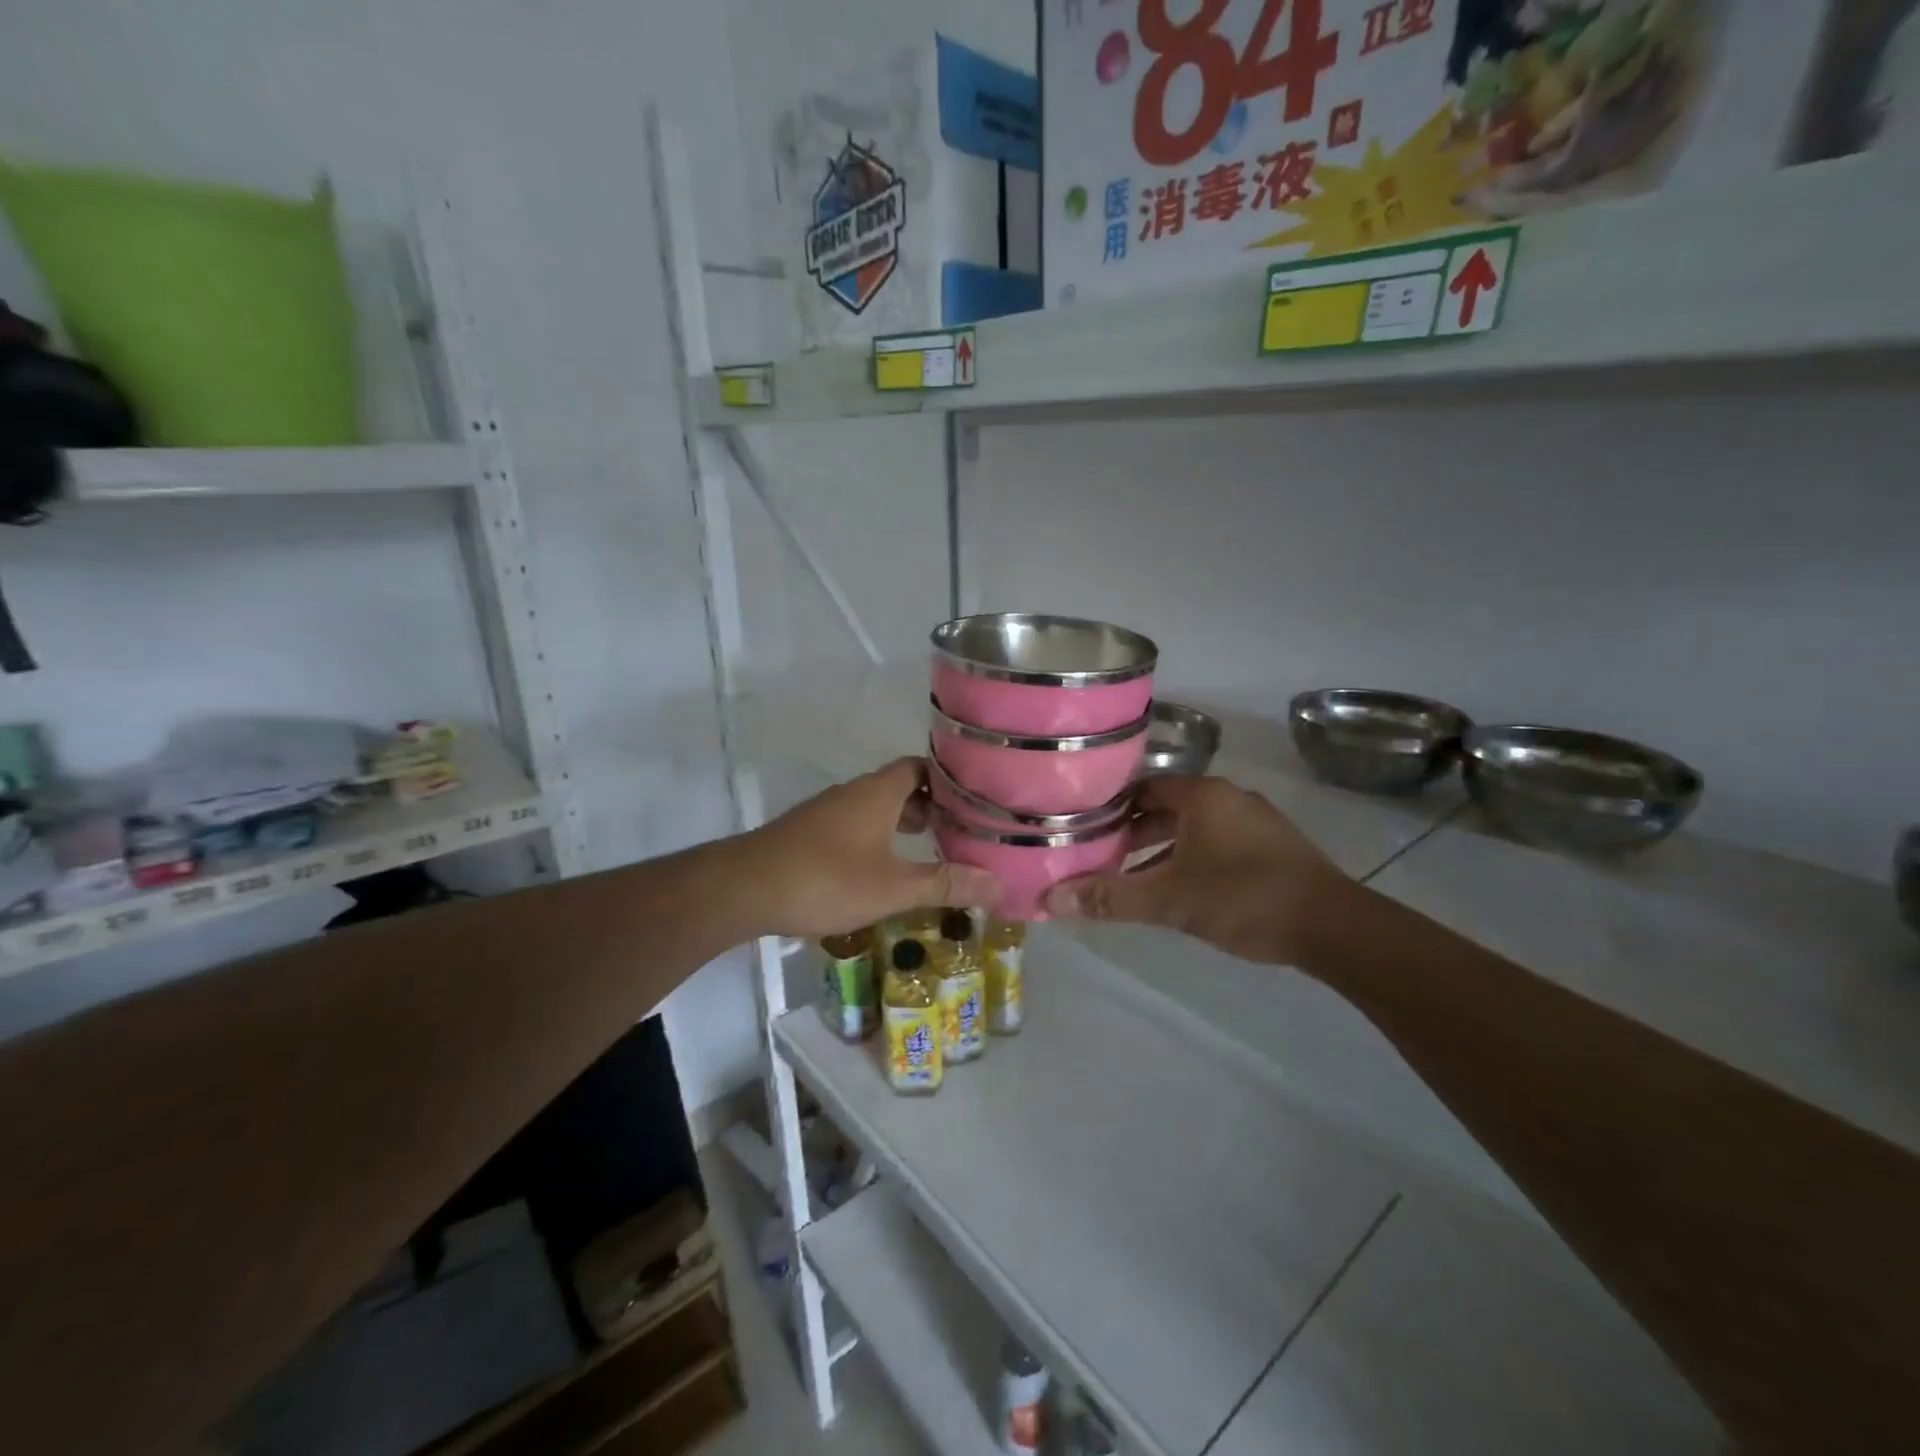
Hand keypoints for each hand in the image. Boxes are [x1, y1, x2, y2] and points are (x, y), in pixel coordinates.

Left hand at [740, 758, 999, 939]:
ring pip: (877, 808)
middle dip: (933, 806)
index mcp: (878, 792)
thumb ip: (945, 884)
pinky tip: (886, 868)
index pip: (922, 767)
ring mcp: (828, 812)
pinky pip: (857, 826)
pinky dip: (880, 838)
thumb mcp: (893, 887)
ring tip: (934, 850)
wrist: (744, 889)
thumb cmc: (825, 879)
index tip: (978, 797)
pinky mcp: (810, 834)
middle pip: (901, 787)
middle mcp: (854, 793)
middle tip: (964, 830)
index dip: (950, 779)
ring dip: (904, 823)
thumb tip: (998, 884)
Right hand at [1044, 776, 1346, 965]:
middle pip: (1166, 807)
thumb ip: (1111, 898)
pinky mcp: (1273, 846)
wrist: (1334, 926)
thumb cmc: (1243, 898)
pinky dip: (1192, 859)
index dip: (1111, 809)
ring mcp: (1256, 821)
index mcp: (1203, 795)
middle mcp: (1229, 797)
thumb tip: (1051, 900)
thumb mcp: (1170, 900)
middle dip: (1133, 834)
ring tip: (1133, 879)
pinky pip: (1218, 843)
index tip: (1083, 830)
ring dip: (1162, 850)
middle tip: (1101, 858)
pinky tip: (1181, 891)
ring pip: (1193, 828)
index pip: (1142, 788)